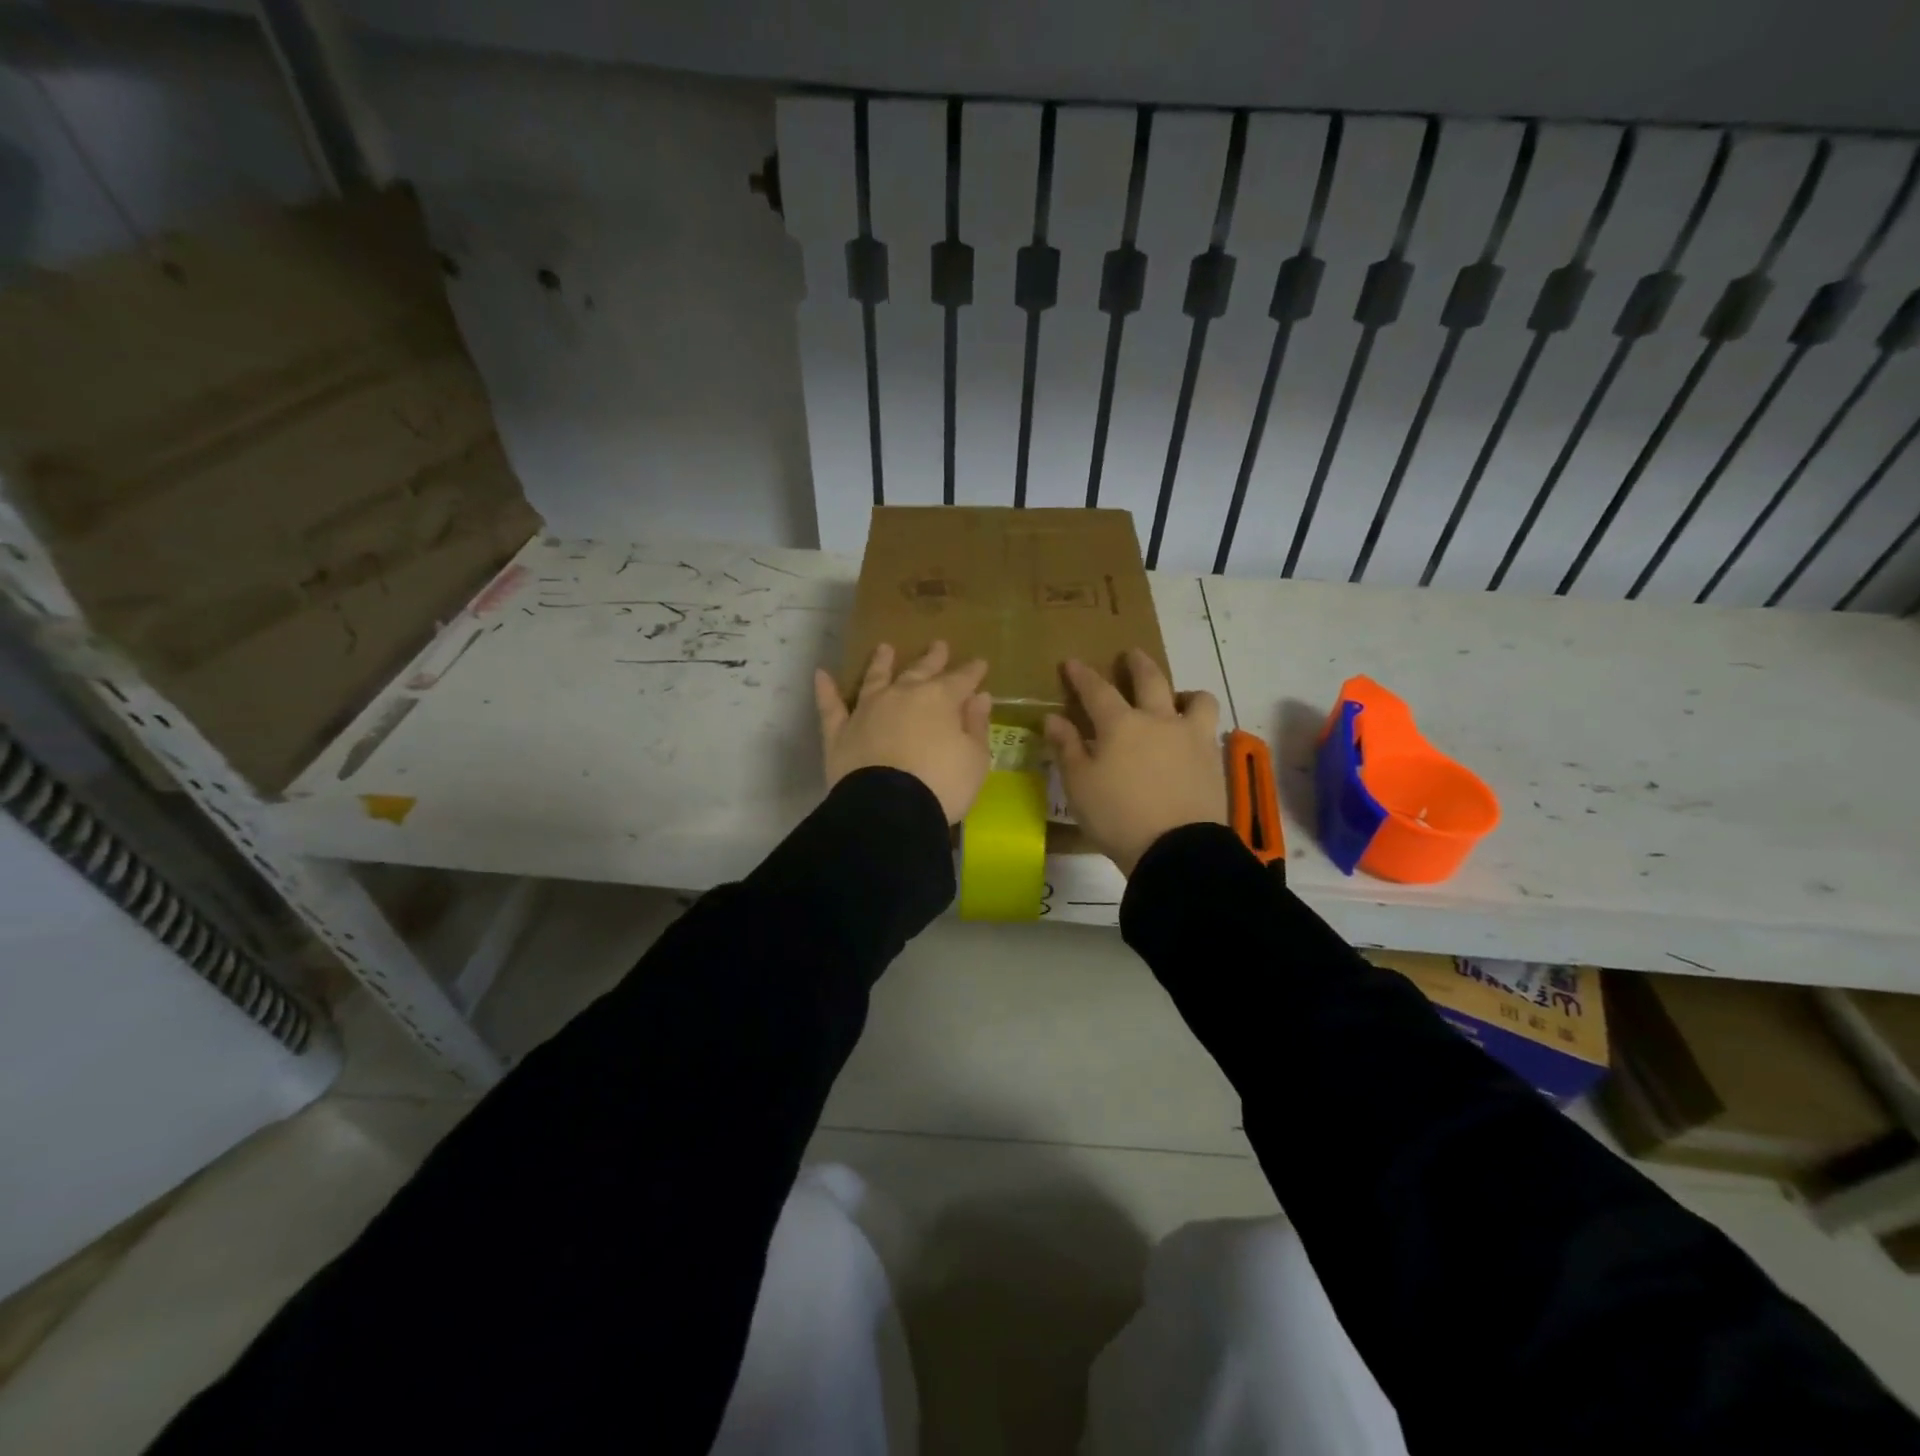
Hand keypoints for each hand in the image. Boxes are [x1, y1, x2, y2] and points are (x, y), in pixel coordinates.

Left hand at [814, 642, 992, 823]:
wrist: (889, 810)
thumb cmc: (942, 785)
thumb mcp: (975, 760)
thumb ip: (976, 726)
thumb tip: (979, 697)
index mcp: (940, 700)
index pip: (961, 680)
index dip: (972, 672)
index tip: (980, 663)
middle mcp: (902, 695)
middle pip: (920, 671)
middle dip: (932, 659)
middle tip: (939, 645)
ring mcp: (867, 710)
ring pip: (875, 678)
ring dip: (881, 662)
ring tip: (884, 648)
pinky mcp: (840, 731)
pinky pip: (830, 706)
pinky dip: (826, 690)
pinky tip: (821, 674)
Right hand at [1045, 649, 1225, 875]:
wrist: (1177, 849)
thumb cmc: (1117, 817)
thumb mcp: (1079, 785)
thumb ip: (1067, 748)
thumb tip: (1053, 718)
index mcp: (1121, 725)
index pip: (1097, 690)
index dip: (1082, 675)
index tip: (1072, 662)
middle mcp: (1159, 720)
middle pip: (1151, 679)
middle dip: (1137, 664)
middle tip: (1131, 655)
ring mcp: (1191, 738)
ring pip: (1196, 699)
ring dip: (1183, 692)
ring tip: (1177, 698)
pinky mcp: (1213, 760)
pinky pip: (1210, 730)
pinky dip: (1199, 725)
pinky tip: (1191, 738)